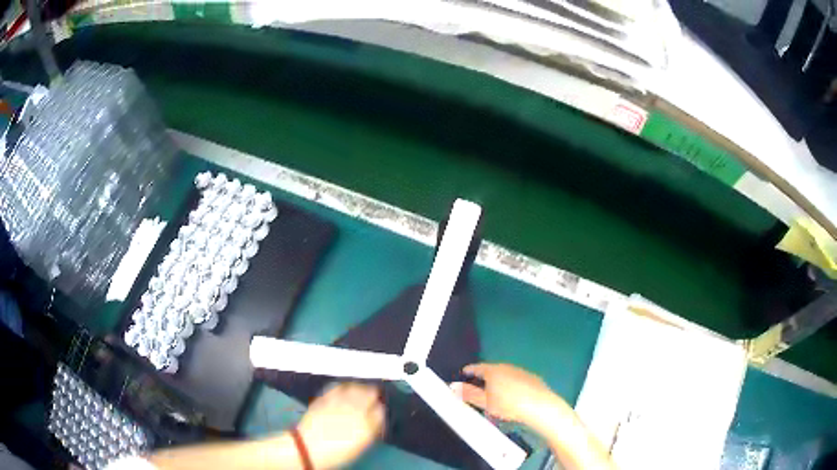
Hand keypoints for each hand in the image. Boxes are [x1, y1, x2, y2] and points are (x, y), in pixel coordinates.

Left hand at [296, 383, 384, 468]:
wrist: (308, 448)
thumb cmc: (335, 453)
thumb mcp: (358, 446)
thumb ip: (369, 431)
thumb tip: (374, 421)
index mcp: (367, 426)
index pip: (380, 411)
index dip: (380, 410)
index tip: (378, 410)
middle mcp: (356, 411)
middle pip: (370, 395)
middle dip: (372, 395)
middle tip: (373, 396)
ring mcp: (339, 403)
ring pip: (355, 388)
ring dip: (360, 388)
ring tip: (361, 389)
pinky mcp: (325, 398)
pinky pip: (338, 387)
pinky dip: (344, 386)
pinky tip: (345, 387)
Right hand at [451, 363, 570, 428]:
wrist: (539, 406)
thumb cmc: (509, 405)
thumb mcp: (485, 402)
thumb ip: (469, 394)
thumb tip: (453, 386)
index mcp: (493, 371)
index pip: (477, 367)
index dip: (469, 370)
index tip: (464, 372)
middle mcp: (507, 367)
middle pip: (492, 370)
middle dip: (484, 377)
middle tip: (477, 385)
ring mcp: (521, 372)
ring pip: (505, 374)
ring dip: (498, 381)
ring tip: (494, 392)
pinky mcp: (533, 379)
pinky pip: (517, 379)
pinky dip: (511, 385)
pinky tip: (512, 396)